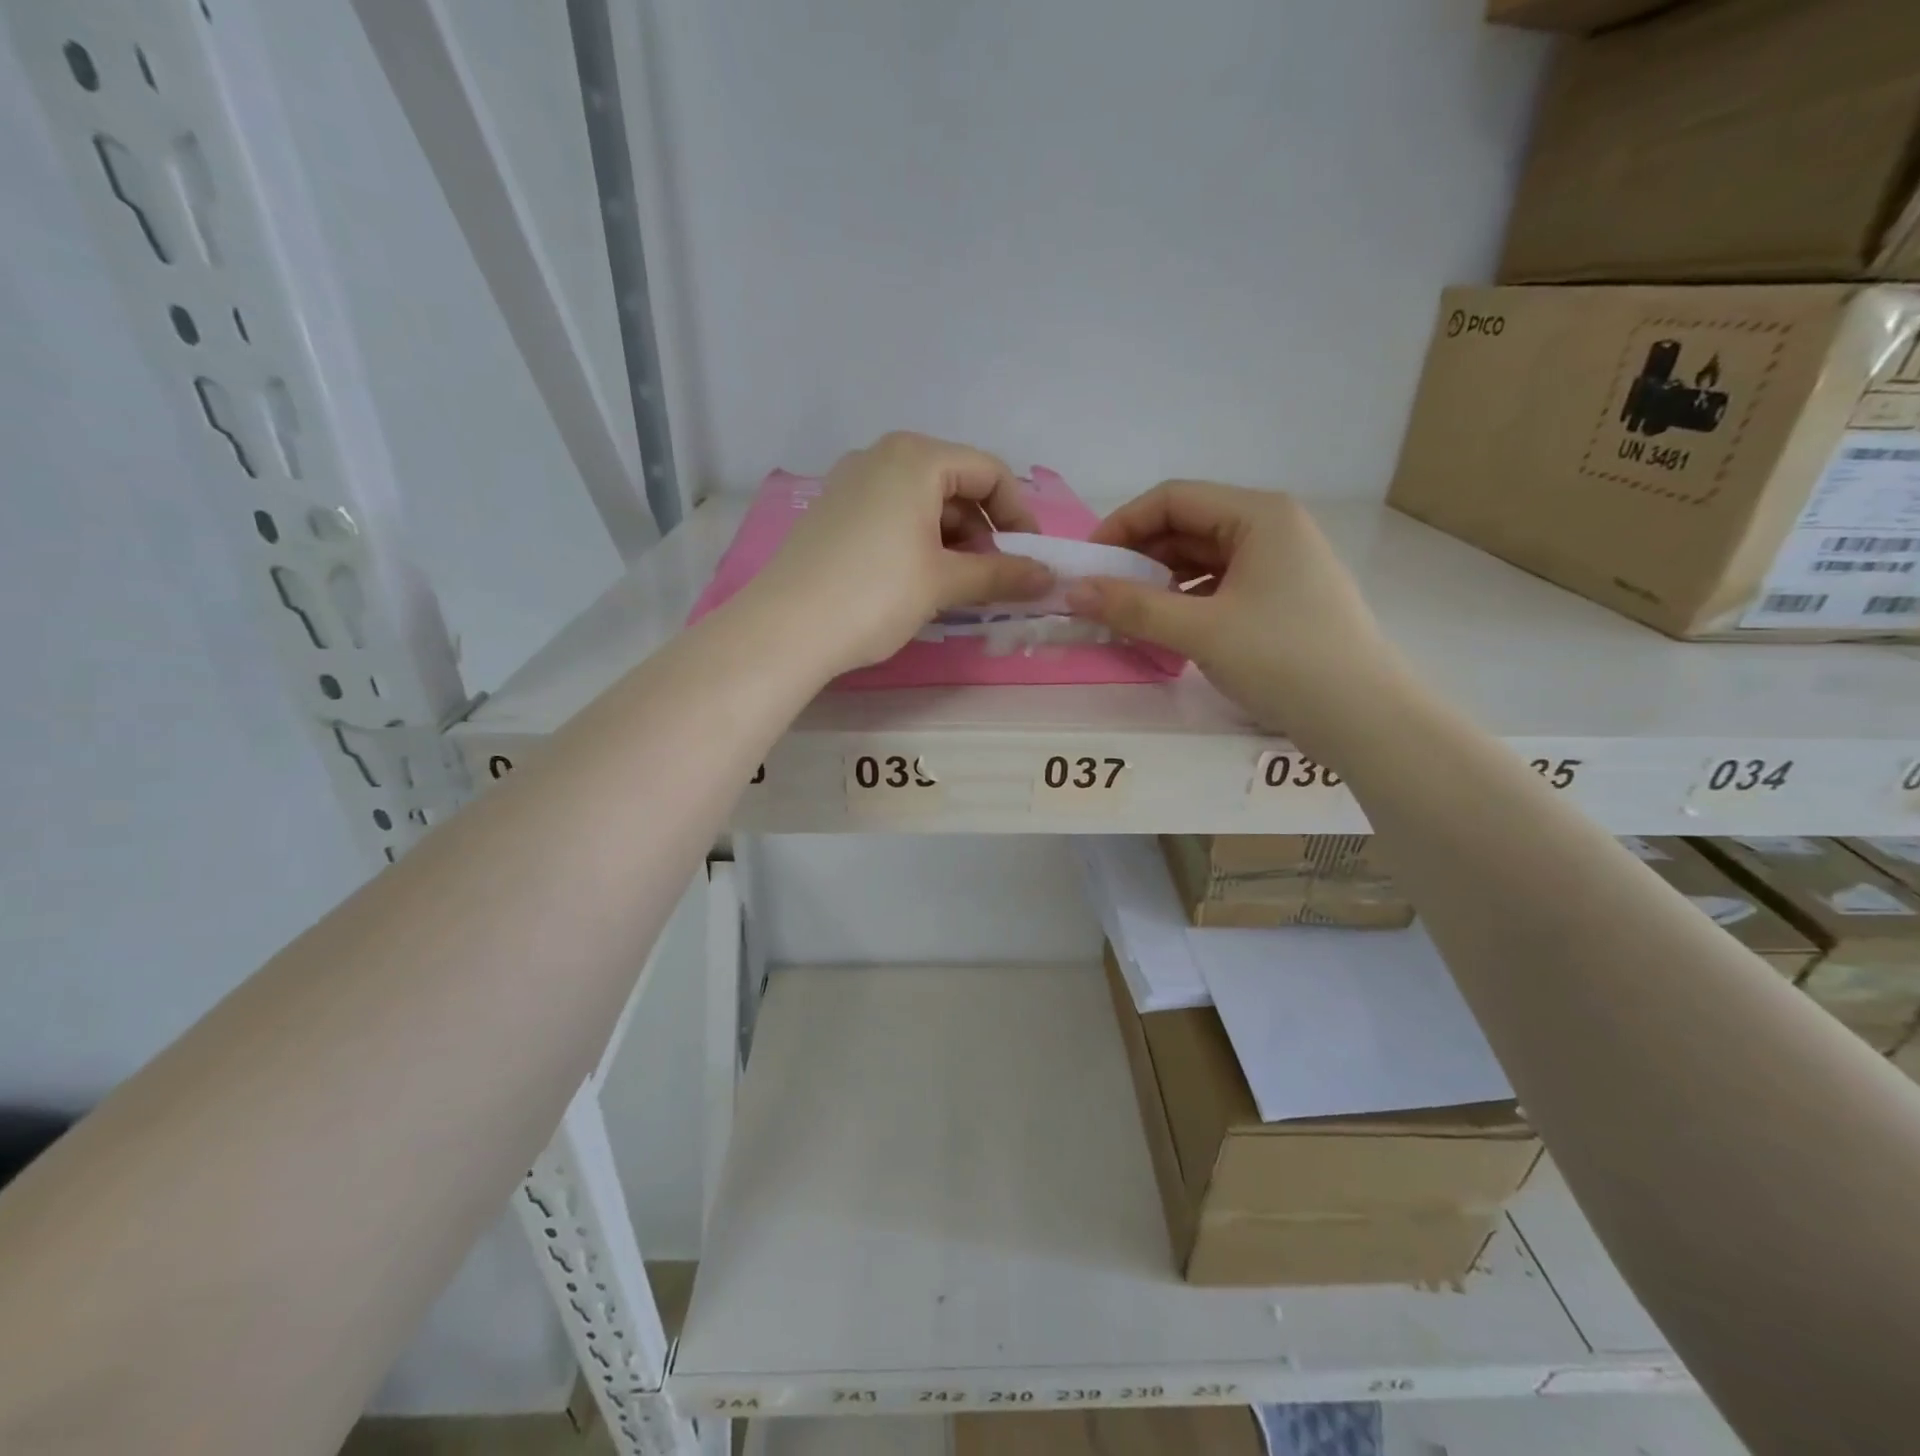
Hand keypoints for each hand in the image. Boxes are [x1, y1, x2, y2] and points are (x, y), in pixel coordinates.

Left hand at [752, 432, 1052, 673]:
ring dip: (951, 540)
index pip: (989, 472)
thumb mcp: (944, 583)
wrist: (785, 629)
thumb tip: (1049, 577)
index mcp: (916, 457)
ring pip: (921, 502)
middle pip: (954, 484)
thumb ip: (1001, 574)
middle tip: (991, 578)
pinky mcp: (831, 511)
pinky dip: (917, 541)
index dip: (1018, 515)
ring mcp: (850, 482)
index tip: (1029, 558)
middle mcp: (881, 456)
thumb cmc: (875, 595)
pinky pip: (891, 515)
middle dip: (982, 530)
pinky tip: (916, 581)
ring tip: (955, 587)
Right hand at [1070, 480, 1397, 733]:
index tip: (1087, 563)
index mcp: (1258, 515)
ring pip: (1201, 559)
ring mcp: (1278, 565)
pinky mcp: (1279, 599)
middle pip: (1187, 527)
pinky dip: (1185, 602)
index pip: (1173, 499)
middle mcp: (1271, 528)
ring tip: (1125, 614)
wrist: (1362, 717)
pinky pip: (1218, 586)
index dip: (1122, 525)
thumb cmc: (1283, 659)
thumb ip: (1133, 608)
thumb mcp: (1201, 631)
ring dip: (1159, 582)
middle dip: (1139, 557)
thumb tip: (1072, 591)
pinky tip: (1163, 628)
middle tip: (1099, 593)